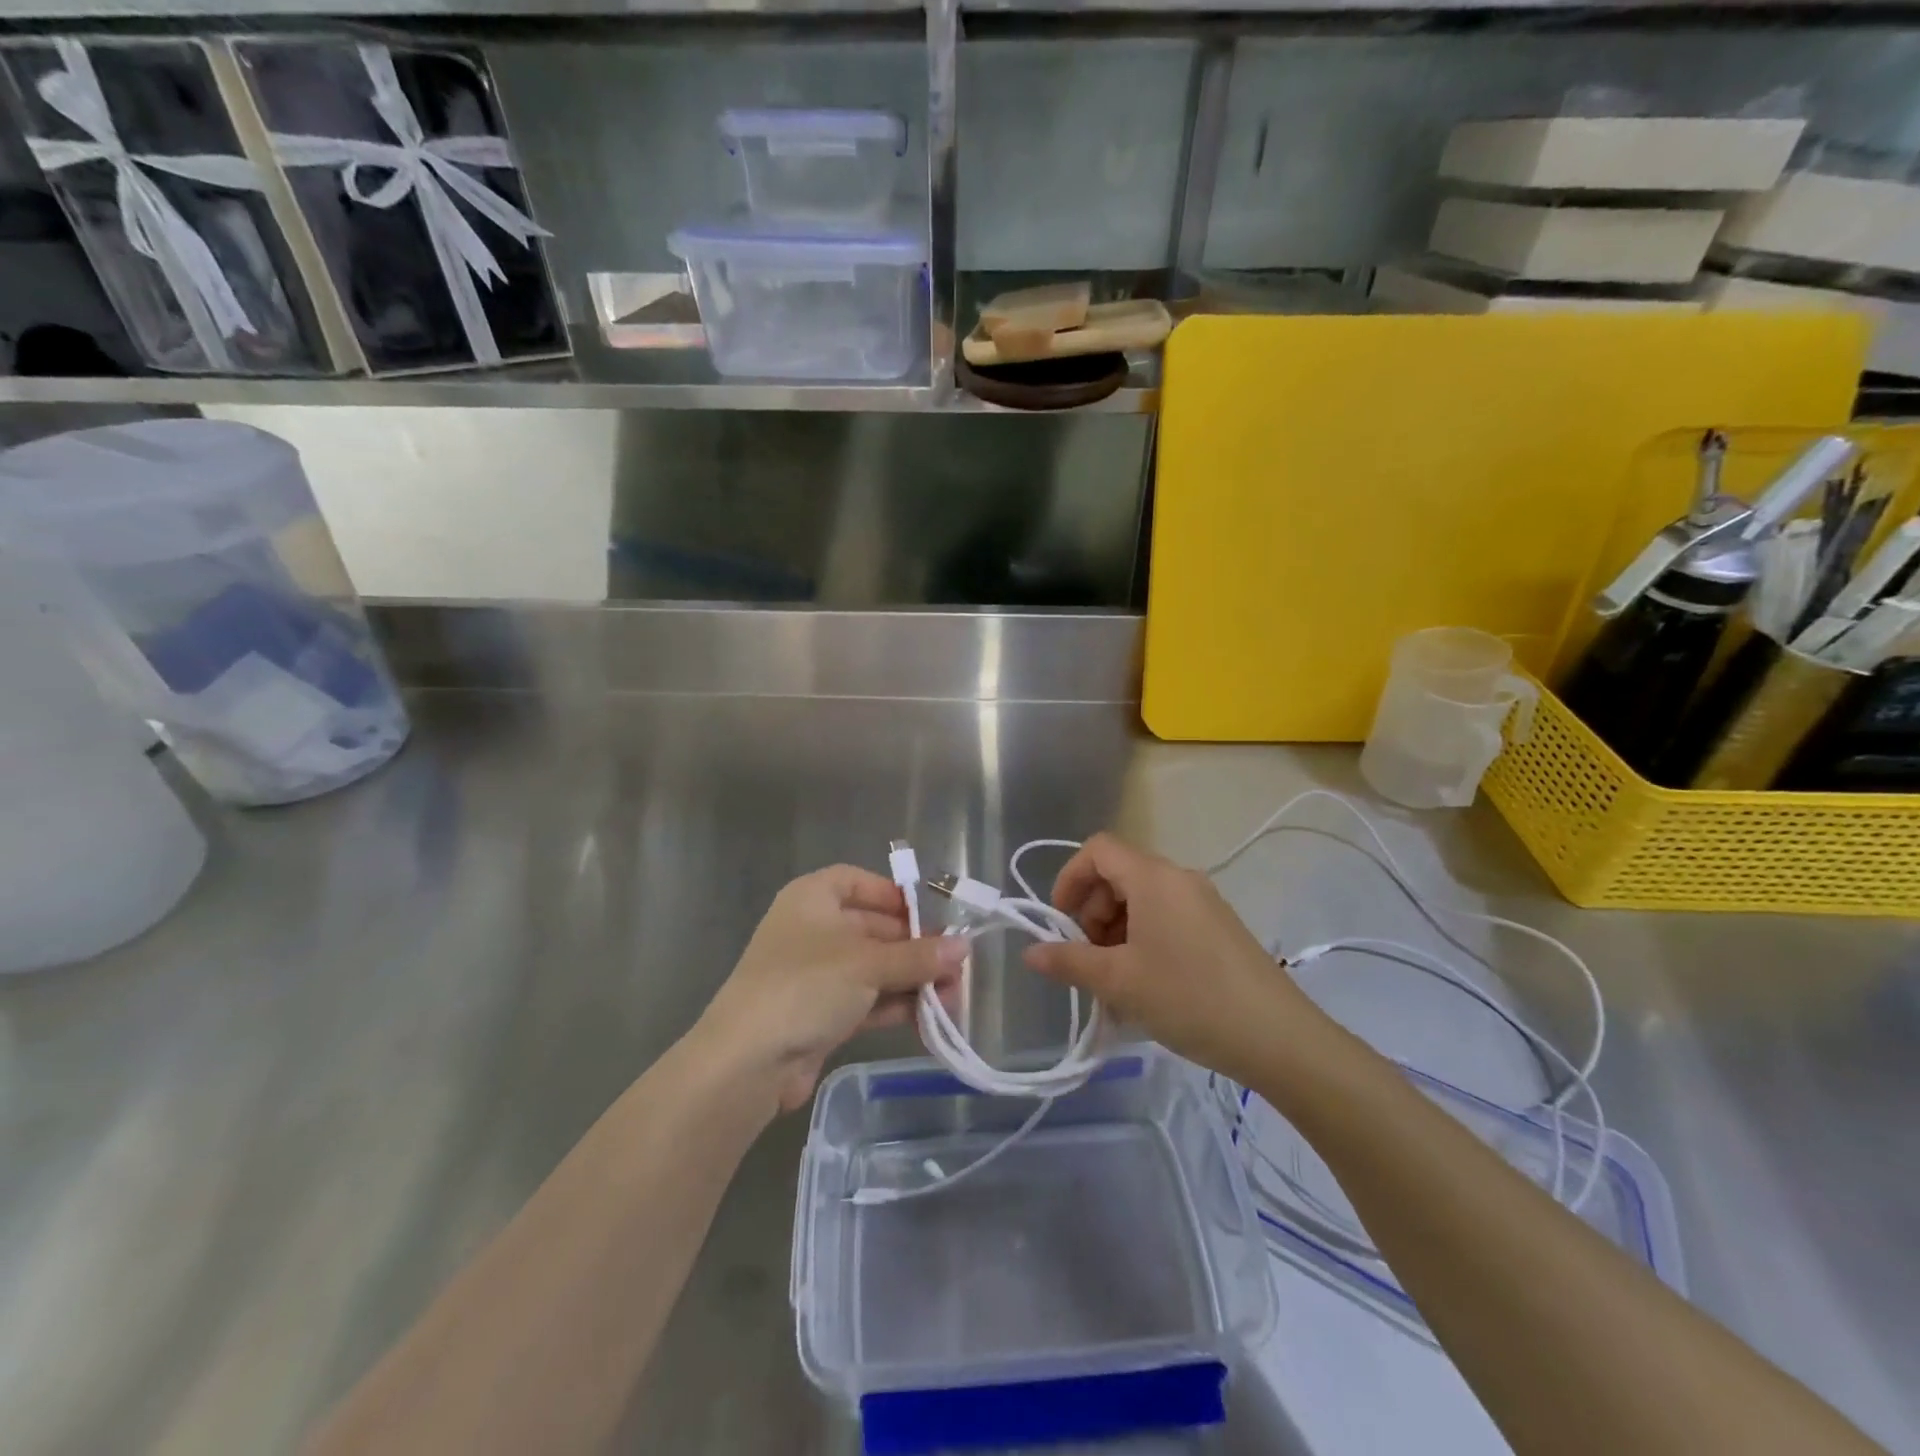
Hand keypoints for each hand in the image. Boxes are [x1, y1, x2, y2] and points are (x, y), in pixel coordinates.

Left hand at [696, 865, 966, 1112]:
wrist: (748, 1061)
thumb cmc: (807, 985)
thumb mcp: (868, 964)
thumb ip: (918, 956)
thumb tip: (964, 948)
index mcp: (813, 898)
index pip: (857, 882)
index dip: (893, 896)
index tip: (928, 916)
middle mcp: (813, 929)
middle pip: (873, 928)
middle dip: (915, 948)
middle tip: (956, 968)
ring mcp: (815, 974)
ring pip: (873, 968)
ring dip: (911, 981)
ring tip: (952, 999)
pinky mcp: (820, 1013)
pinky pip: (866, 1000)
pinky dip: (895, 1006)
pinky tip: (929, 1019)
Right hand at [1023, 833, 1323, 1085]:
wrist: (1278, 1038)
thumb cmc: (1189, 998)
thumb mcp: (1119, 982)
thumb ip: (1069, 962)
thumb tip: (1030, 953)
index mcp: (1154, 878)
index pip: (1098, 849)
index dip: (1070, 877)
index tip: (1060, 921)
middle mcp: (1179, 878)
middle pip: (1119, 874)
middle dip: (1092, 911)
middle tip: (1087, 958)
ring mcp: (1204, 902)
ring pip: (1143, 899)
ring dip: (1116, 930)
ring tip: (1114, 980)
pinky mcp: (1219, 927)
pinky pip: (1167, 917)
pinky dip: (1143, 939)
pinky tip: (1144, 985)